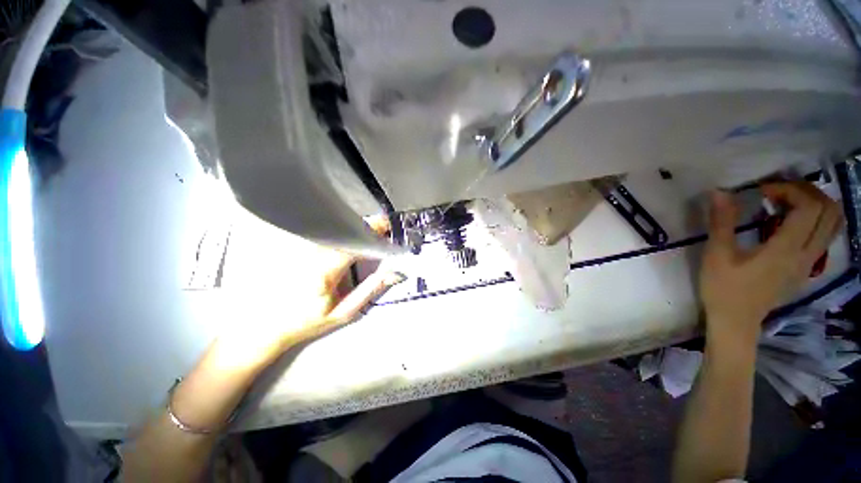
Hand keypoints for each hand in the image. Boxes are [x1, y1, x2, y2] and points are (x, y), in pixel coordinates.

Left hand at [211, 217, 403, 373]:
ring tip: (372, 230)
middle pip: (344, 231)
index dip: (371, 233)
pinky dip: (342, 232)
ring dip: (355, 228)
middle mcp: (313, 254)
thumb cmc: (308, 322)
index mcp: (326, 271)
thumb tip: (393, 274)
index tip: (388, 228)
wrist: (267, 325)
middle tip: (384, 226)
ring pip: (334, 229)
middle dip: (366, 226)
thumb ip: (370, 290)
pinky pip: (325, 234)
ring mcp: (303, 250)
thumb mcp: (344, 312)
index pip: (353, 243)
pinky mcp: (299, 249)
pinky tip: (351, 235)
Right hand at [700, 182, 842, 344]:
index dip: (790, 189)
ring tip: (787, 202)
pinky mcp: (807, 268)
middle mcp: (807, 254)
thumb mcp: (717, 255)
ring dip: (815, 203)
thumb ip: (722, 222)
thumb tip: (720, 192)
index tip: (763, 190)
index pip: (809, 207)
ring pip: (833, 222)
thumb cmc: (723, 288)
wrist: (736, 321)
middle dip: (805, 191)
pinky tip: (791, 220)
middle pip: (828, 210)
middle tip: (777, 192)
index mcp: (786, 250)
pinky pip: (826, 235)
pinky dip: (816, 218)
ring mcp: (810, 262)